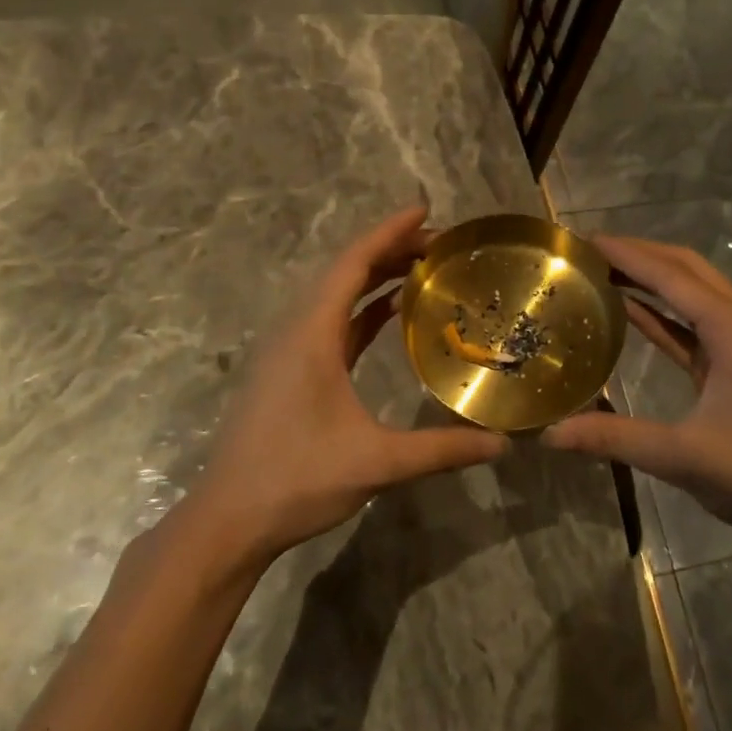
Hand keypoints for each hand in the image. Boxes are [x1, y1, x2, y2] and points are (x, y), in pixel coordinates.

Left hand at [187, 207, 507, 565]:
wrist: (229, 520)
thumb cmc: (297, 480)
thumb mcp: (377, 463)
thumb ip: (442, 449)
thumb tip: (502, 443)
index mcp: (311, 334)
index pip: (352, 263)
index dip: (388, 232)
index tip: (424, 210)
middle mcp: (296, 330)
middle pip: (344, 271)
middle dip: (390, 250)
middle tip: (440, 245)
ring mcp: (288, 350)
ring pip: (335, 296)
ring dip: (374, 277)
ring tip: (422, 269)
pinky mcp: (289, 371)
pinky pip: (330, 322)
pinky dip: (361, 308)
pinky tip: (390, 313)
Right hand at [546, 235, 731, 547]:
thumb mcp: (683, 456)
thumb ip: (614, 438)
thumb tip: (551, 433)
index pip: (671, 276)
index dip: (626, 255)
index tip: (583, 240)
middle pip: (686, 269)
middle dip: (639, 254)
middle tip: (588, 251)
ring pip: (692, 292)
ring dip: (650, 278)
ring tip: (601, 270)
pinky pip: (693, 323)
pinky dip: (661, 311)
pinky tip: (628, 310)